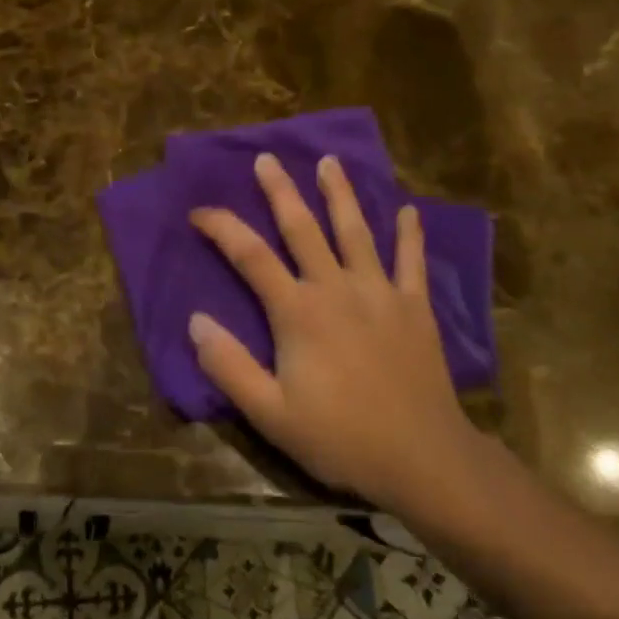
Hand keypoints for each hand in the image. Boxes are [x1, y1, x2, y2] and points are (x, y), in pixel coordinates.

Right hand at [188, 153, 478, 514]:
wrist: (423, 458)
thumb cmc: (340, 437)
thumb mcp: (270, 413)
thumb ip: (230, 366)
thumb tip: (195, 321)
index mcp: (298, 312)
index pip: (250, 256)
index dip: (222, 228)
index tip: (199, 211)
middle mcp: (337, 289)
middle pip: (304, 228)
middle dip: (281, 191)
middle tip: (267, 159)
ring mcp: (381, 294)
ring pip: (356, 232)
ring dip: (340, 195)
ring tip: (330, 162)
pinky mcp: (415, 309)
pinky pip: (411, 262)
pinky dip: (409, 235)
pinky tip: (407, 211)